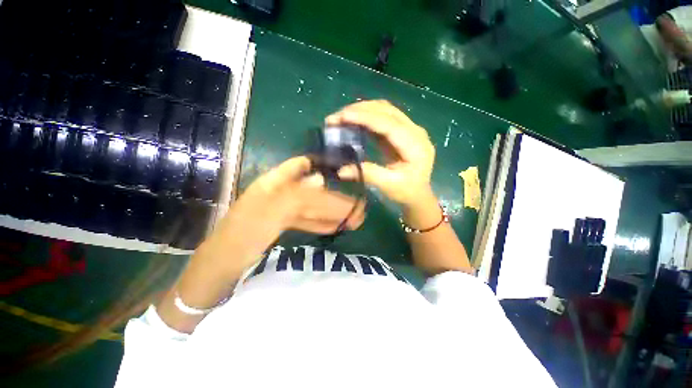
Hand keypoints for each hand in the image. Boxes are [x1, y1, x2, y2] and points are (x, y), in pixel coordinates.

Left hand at [199, 156, 364, 278]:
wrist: (221, 268)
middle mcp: (280, 193)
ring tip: (355, 219)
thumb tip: (320, 179)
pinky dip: (321, 223)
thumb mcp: (268, 214)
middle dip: (334, 198)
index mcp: (272, 184)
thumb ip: (295, 196)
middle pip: (312, 192)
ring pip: (312, 207)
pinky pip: (307, 221)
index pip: (298, 166)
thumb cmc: (241, 237)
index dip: (318, 165)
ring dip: (332, 213)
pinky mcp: (285, 225)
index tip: (340, 171)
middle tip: (358, 207)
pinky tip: (337, 227)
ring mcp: (283, 210)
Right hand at [326, 100, 435, 207]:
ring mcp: (409, 129)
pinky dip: (367, 116)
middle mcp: (415, 131)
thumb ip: (367, 174)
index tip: (343, 116)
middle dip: (360, 110)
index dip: (365, 118)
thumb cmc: (407, 192)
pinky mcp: (401, 131)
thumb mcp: (388, 185)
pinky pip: (383, 117)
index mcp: (415, 145)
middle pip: (387, 111)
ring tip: (342, 117)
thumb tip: (340, 170)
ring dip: (362, 110)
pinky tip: (353, 120)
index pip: (389, 124)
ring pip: (385, 110)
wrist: (418, 194)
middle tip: (336, 117)